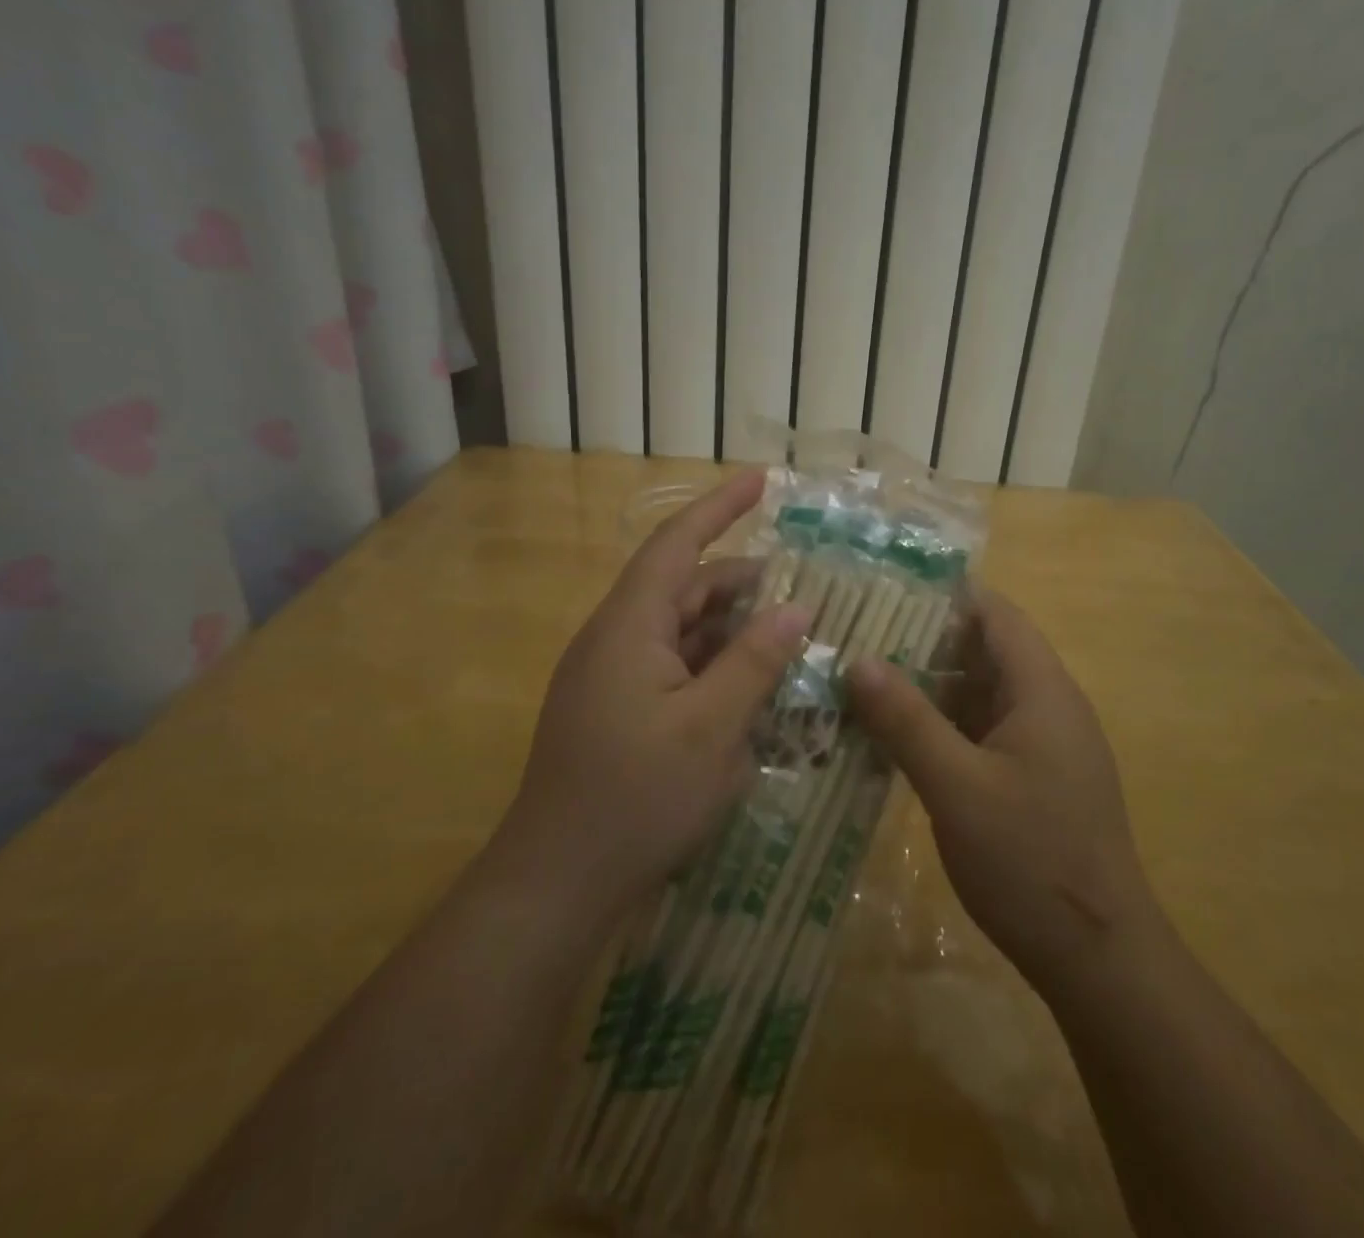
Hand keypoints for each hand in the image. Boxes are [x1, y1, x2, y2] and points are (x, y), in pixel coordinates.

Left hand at [492, 471, 810, 932]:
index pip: (678, 544)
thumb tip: (796, 608)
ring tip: (790, 641)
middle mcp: (617, 640)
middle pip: (686, 589)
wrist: (557, 884)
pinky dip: (716, 668)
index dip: (721, 507)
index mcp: (630, 627)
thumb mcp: (712, 729)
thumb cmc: (636, 798)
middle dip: (745, 584)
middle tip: (806, 591)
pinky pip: (675, 669)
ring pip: (684, 633)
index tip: (763, 480)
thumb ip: (755, 662)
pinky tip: (753, 690)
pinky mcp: (619, 712)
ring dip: (734, 632)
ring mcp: (614, 678)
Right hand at [847, 590, 1162, 998]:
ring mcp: (1041, 745)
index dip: (945, 594)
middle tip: (856, 635)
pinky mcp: (1031, 779)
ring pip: (978, 694)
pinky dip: (940, 726)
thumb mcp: (957, 787)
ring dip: (928, 687)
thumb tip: (858, 660)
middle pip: (984, 650)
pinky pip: (980, 732)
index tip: (884, 588)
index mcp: (1041, 690)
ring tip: (862, 679)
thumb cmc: (1031, 861)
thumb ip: (907, 720)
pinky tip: (894, 737)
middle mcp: (1047, 706)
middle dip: (923, 640)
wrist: (1099, 959)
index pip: (995, 614)